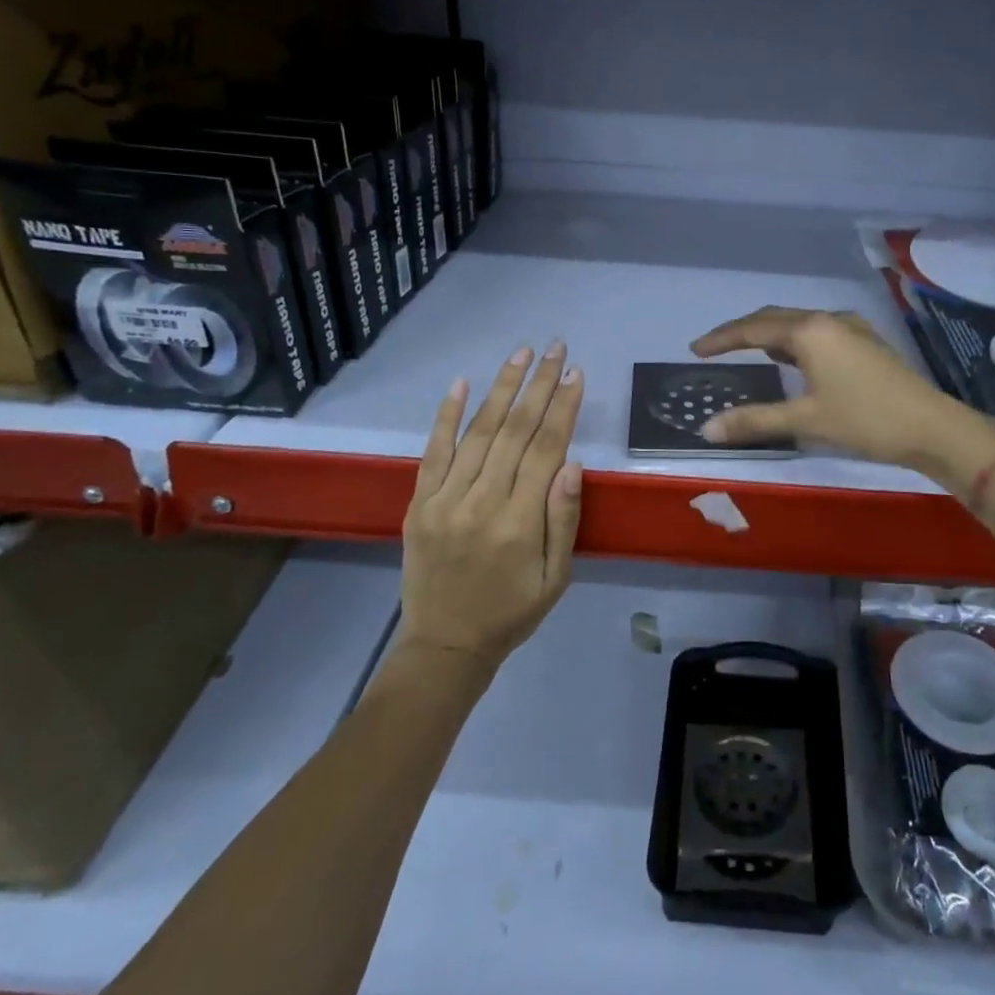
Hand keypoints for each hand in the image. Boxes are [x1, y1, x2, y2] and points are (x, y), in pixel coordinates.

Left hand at [399, 342, 584, 665]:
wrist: (445, 646)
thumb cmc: (512, 612)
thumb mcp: (556, 577)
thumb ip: (564, 519)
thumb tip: (572, 464)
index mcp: (519, 522)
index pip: (546, 449)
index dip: (562, 407)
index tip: (575, 373)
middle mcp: (481, 502)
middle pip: (515, 431)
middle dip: (538, 385)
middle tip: (555, 348)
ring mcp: (444, 500)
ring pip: (478, 433)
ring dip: (501, 388)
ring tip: (520, 354)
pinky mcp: (419, 504)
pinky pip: (433, 452)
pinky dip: (446, 416)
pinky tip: (461, 384)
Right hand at [689, 308, 980, 472]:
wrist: (932, 426)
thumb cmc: (865, 420)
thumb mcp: (806, 420)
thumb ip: (755, 420)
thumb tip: (707, 429)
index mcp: (810, 331)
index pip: (753, 328)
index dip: (721, 338)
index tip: (695, 349)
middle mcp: (828, 320)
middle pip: (774, 319)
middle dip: (743, 332)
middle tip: (715, 348)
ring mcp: (851, 329)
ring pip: (799, 325)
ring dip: (771, 336)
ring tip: (750, 354)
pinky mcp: (866, 342)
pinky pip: (818, 333)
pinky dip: (795, 343)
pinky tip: (795, 361)